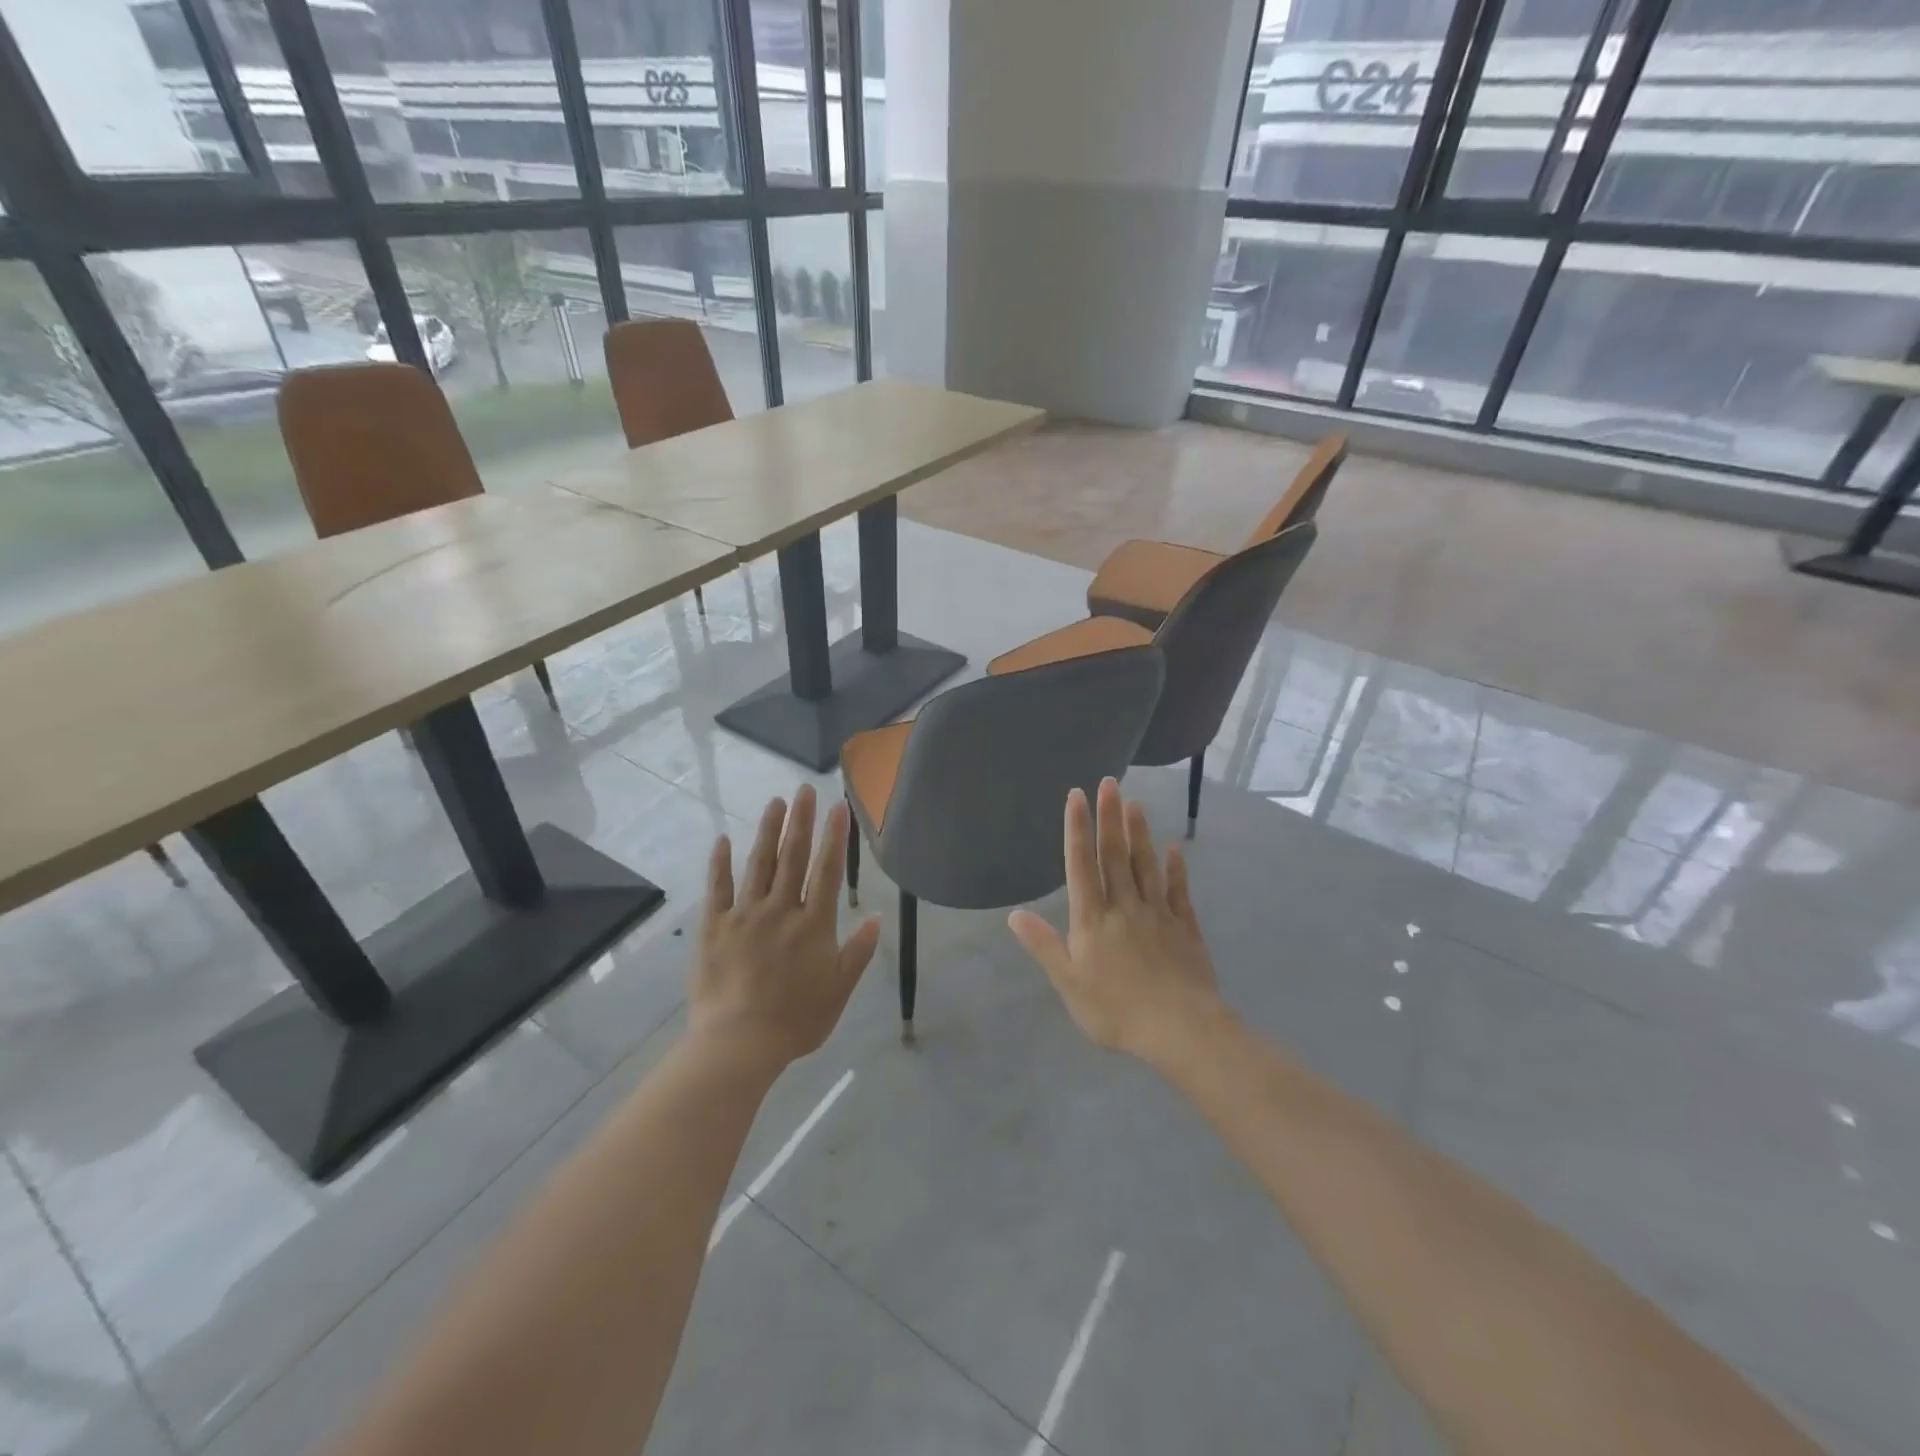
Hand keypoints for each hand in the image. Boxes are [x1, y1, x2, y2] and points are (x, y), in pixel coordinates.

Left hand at [693, 785, 880, 1067]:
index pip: (827, 870)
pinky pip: (718, 888)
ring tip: (775, 802)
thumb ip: (858, 952)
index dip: (834, 836)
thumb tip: (877, 917)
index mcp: (813, 924)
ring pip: (759, 864)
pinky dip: (721, 863)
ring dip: (767, 830)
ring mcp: (745, 915)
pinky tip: (723, 840)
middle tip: (804, 789)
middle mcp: (780, 909)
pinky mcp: (715, 927)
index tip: (838, 807)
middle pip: (793, 857)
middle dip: (801, 820)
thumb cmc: (796, 1020)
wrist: (739, 1044)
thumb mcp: (839, 990)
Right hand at [1009, 778, 1220, 1063]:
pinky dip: (1176, 868)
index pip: (1081, 865)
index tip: (1077, 796)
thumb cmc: (1116, 1010)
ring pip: (1146, 866)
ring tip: (1135, 803)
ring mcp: (1158, 914)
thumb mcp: (1068, 983)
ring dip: (1140, 833)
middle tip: (1109, 783)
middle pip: (1115, 855)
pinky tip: (1175, 849)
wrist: (1179, 1029)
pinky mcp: (1185, 928)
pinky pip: (1179, 891)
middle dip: (1109, 818)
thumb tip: (1014, 915)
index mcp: (1093, 919)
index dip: (1077, 829)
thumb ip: (1043, 946)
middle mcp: (1124, 906)